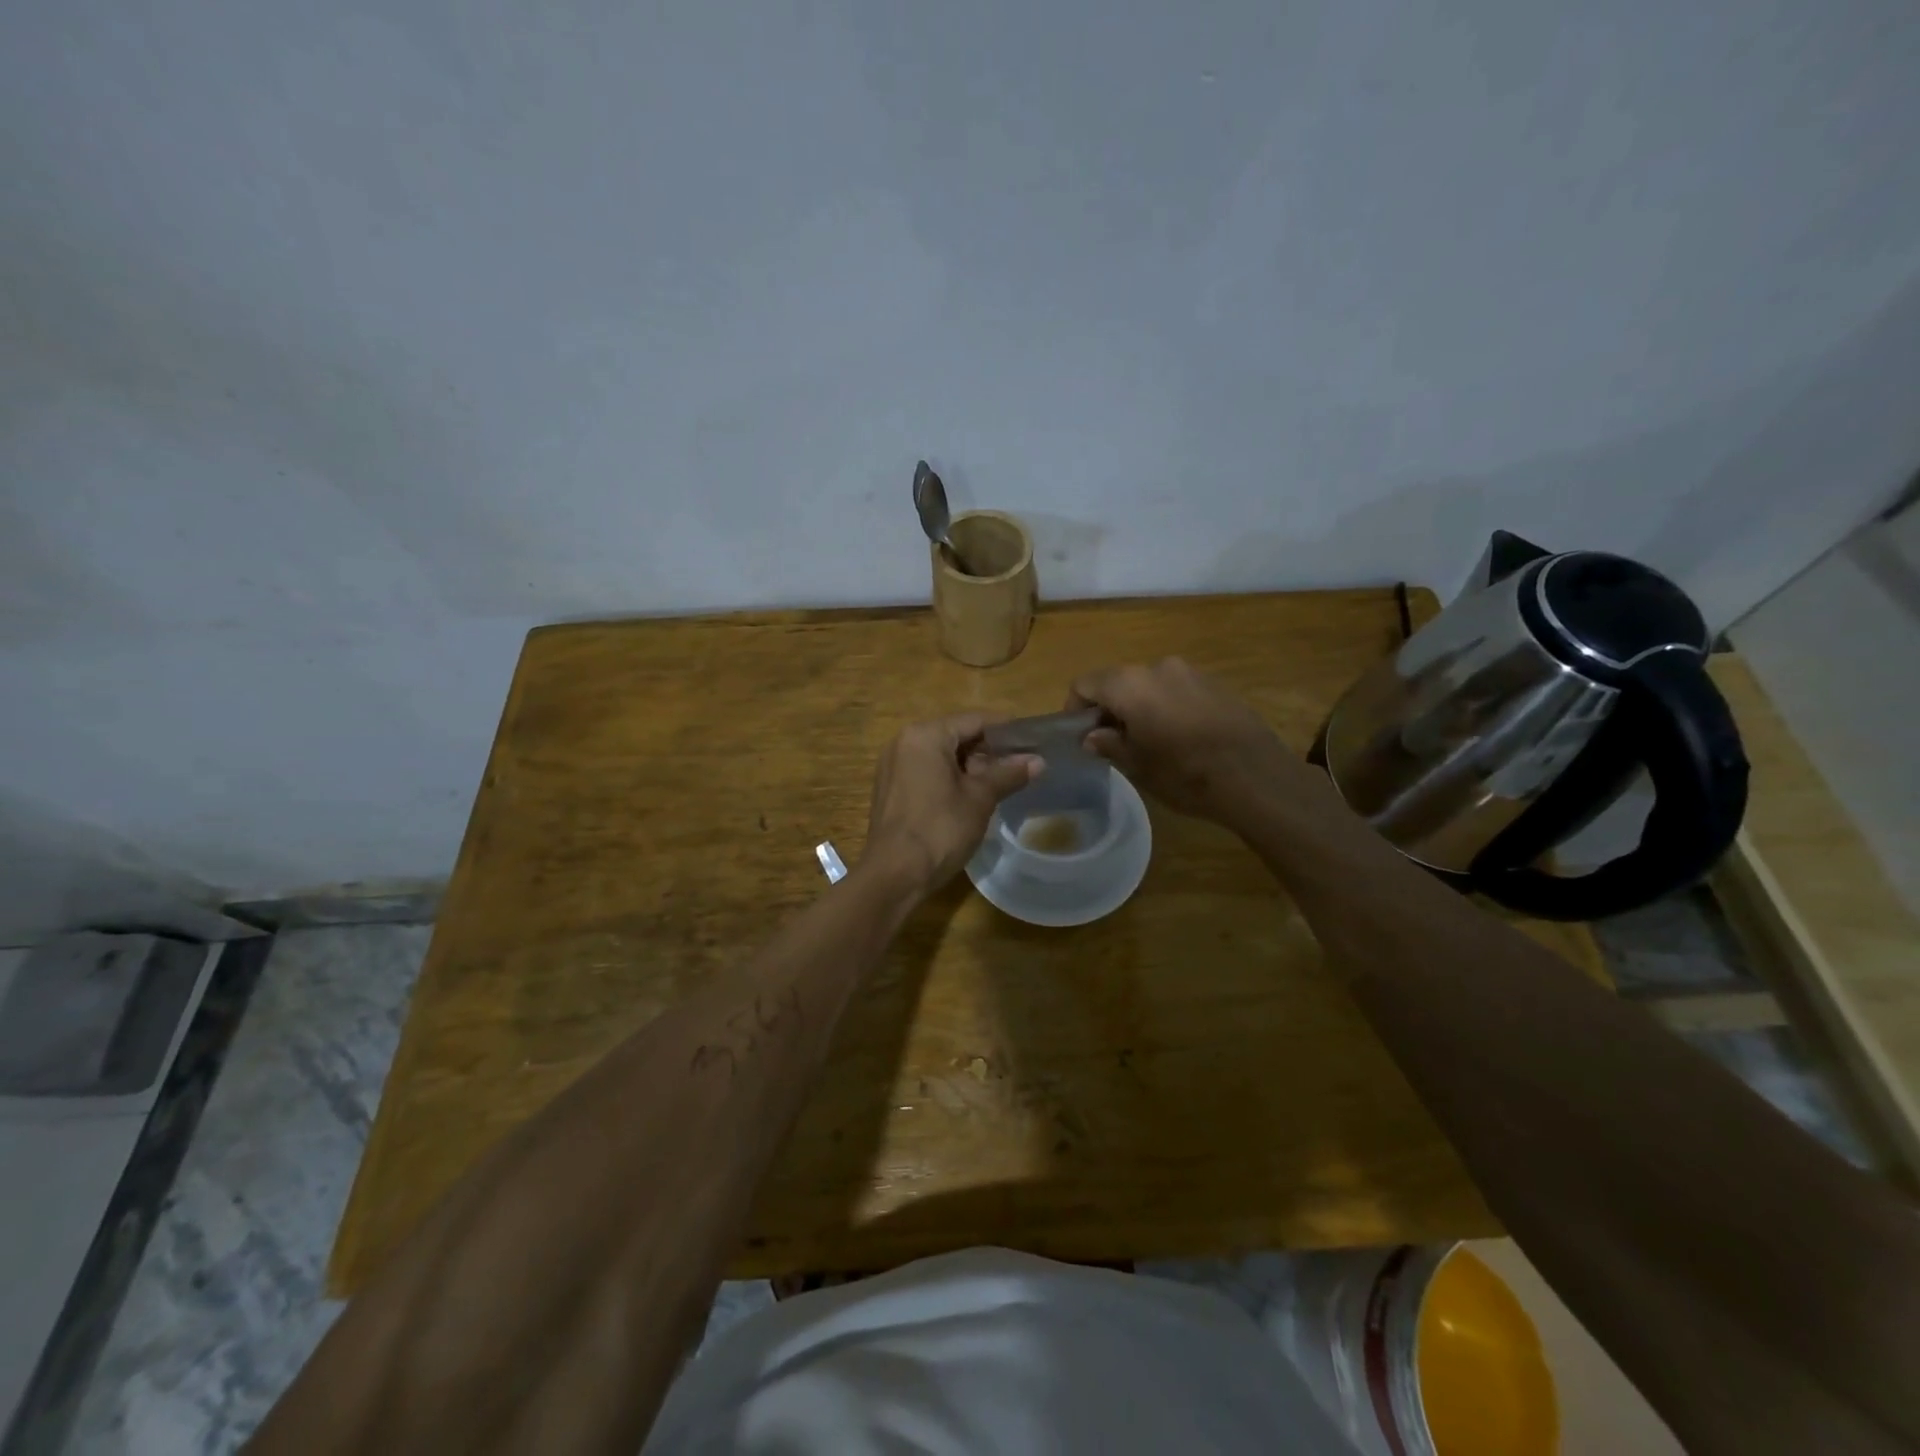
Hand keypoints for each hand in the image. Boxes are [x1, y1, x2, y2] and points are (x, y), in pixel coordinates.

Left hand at [864, 713, 1039, 893]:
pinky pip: (926, 771)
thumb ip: (1008, 774)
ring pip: (941, 755)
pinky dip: (949, 778)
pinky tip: (970, 798)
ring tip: (1001, 784)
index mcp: (925, 735)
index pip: (974, 720)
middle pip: (956, 736)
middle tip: (1020, 768)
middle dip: (988, 751)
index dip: (1006, 731)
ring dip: (970, 767)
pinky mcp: (890, 788)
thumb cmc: (940, 829)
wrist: (894, 875)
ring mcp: (893, 765)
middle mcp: (904, 742)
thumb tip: (1038, 761)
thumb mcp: (980, 799)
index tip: (1032, 743)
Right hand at [1069, 658, 1302, 822]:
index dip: (1075, 709)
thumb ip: (1108, 744)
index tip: (1080, 737)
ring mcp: (1190, 672)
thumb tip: (1092, 736)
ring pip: (1148, 685)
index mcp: (1131, 684)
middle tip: (1111, 743)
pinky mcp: (1215, 683)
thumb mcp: (1137, 766)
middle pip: (1118, 681)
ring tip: (1147, 742)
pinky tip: (1178, 738)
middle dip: (1108, 708)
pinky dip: (1166, 707)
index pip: (1085, 684)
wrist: (1256, 777)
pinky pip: (1176, 690)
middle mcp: (1158, 667)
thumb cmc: (1185, 774)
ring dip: (1138, 707)